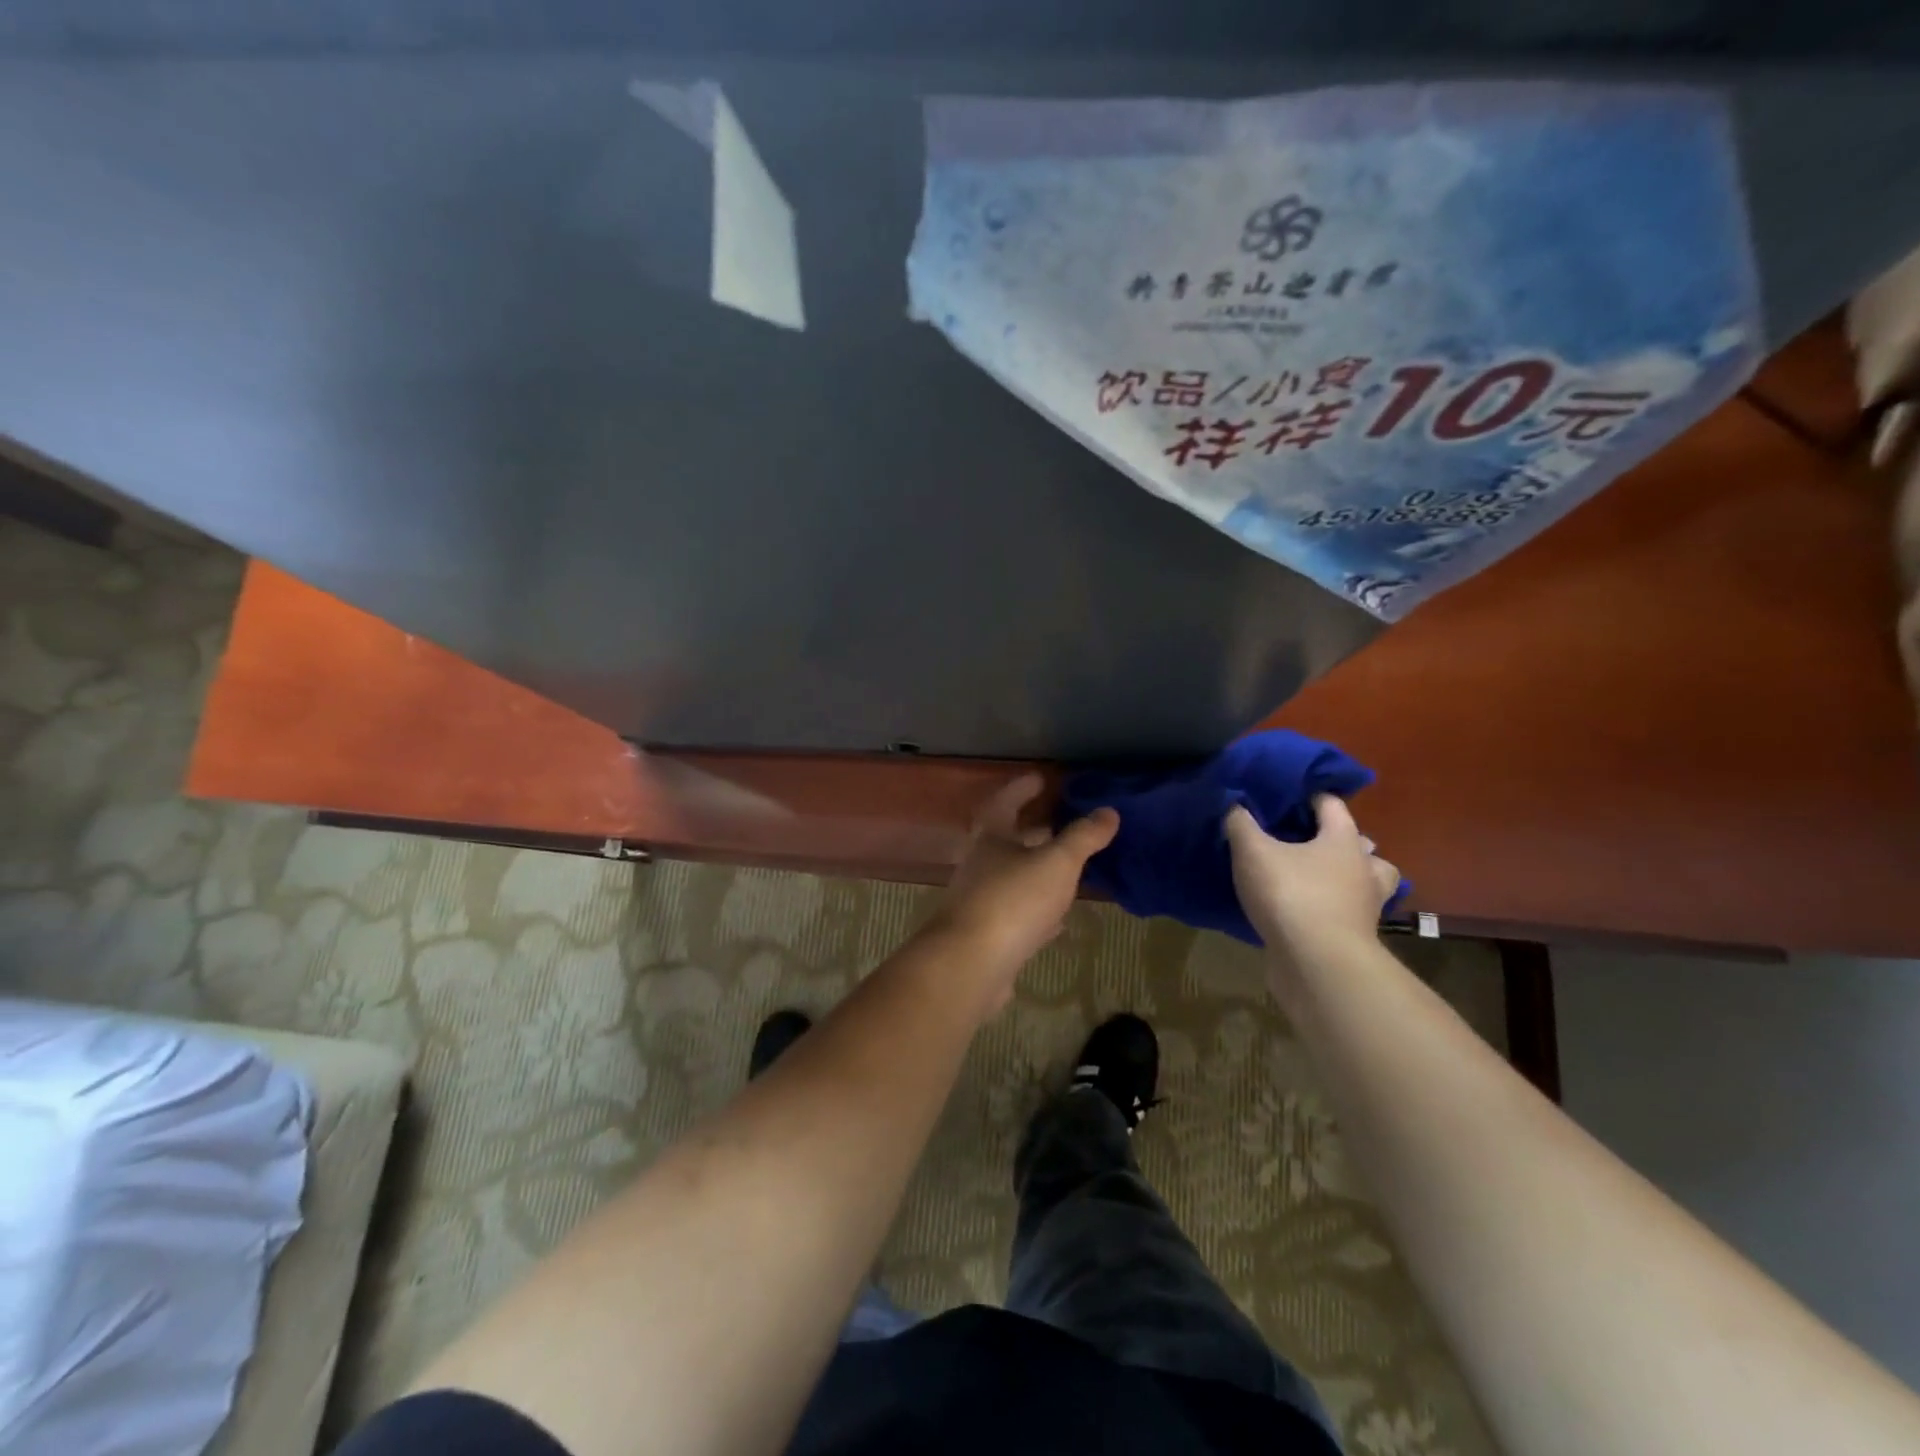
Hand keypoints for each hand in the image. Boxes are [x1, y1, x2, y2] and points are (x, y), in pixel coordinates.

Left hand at [927, 774, 1119, 1008]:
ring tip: (1067, 868)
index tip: (1041, 778)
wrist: (970, 965)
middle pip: (1007, 841)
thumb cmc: (1013, 900)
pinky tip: (1057, 920)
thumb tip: (1108, 811)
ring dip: (1037, 871)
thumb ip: (1083, 837)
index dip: (1022, 788)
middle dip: (1034, 831)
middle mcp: (980, 866)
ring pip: (1014, 878)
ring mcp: (981, 902)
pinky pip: (1017, 915)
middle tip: (1063, 824)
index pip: (1005, 802)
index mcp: (991, 839)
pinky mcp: (988, 937)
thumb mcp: (1056, 863)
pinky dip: (1038, 911)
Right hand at [1225, 795, 1398, 961]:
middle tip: (1305, 840)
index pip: (1332, 805)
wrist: (1317, 963)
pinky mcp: (1355, 937)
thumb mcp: (1252, 851)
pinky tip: (1306, 911)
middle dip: (1337, 840)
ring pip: (1366, 882)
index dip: (1310, 797)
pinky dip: (1333, 908)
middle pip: (1361, 845)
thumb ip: (1241, 824)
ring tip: (1317, 878)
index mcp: (1343, 839)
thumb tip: (1234, 805)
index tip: (1286, 797)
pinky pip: (1348, 913)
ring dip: (1348, 877)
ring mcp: (1365, 906)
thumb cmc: (1291, 894)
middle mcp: (1363, 868)